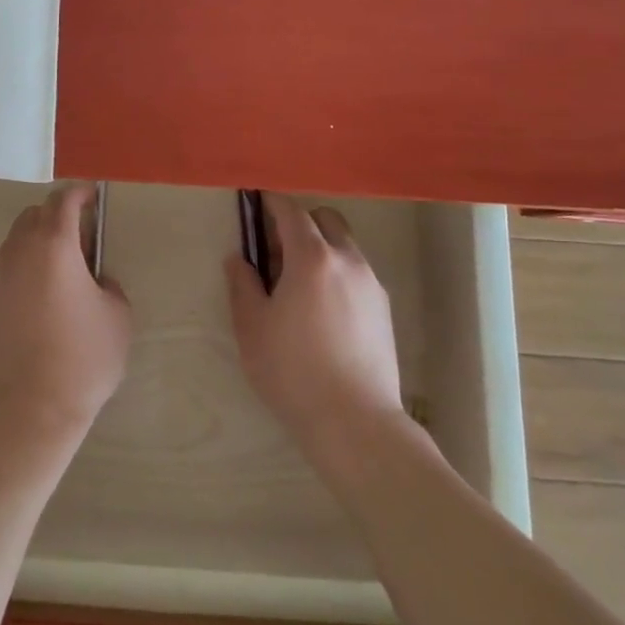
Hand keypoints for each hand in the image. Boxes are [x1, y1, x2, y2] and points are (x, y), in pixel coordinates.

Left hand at [0, 185, 131, 441]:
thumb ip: (109, 284)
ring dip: (38, 241)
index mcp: (54, 244)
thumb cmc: (82, 359)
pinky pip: (6, 267)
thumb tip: (95, 280)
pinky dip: (23, 267)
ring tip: (60, 271)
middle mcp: (20, 250)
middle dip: (58, 215)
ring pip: (17, 239)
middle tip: (81, 239)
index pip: (64, 200)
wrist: (27, 409)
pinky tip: (39, 298)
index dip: (80, 193)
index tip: (93, 197)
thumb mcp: (118, 316)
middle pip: (35, 214)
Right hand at [226, 193, 406, 453]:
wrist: (355, 423)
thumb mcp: (252, 327)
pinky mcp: (384, 309)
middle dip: (299, 223)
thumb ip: (242, 284)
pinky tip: (322, 308)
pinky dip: (336, 272)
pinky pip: (356, 272)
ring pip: (344, 246)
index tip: (255, 201)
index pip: (291, 211)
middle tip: (276, 251)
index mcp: (312, 257)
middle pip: (325, 219)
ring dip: (320, 248)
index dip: (271, 202)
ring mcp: (371, 284)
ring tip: (298, 285)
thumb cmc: (293, 371)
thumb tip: (239, 259)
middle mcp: (347, 260)